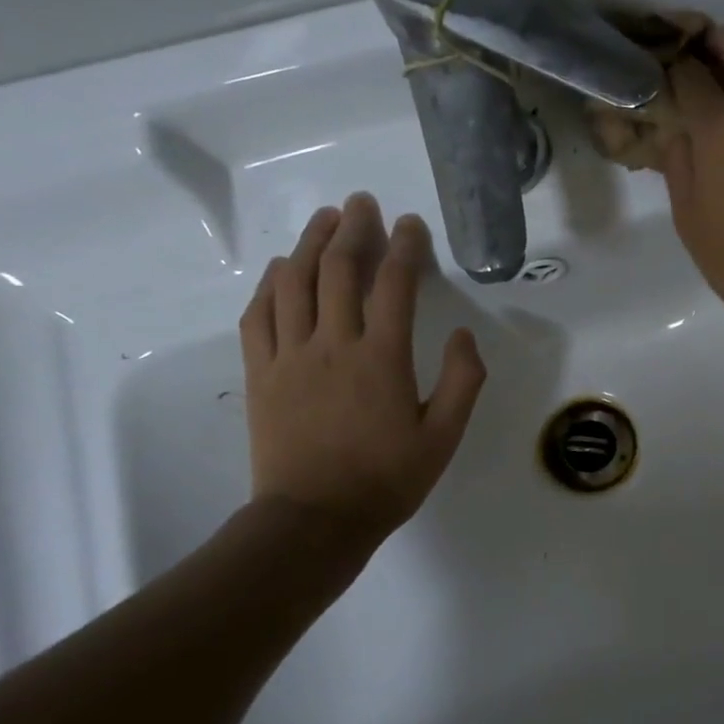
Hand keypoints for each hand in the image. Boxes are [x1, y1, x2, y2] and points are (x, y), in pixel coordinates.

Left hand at [239, 194, 485, 545]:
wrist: (314, 520)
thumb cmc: (386, 480)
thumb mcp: (444, 437)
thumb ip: (463, 382)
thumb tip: (464, 336)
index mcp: (382, 358)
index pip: (394, 285)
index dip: (405, 247)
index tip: (411, 224)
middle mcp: (334, 344)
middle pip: (340, 269)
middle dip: (354, 228)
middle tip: (363, 203)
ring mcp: (290, 355)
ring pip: (295, 282)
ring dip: (311, 244)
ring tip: (325, 219)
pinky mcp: (260, 372)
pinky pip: (259, 314)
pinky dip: (271, 284)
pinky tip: (282, 269)